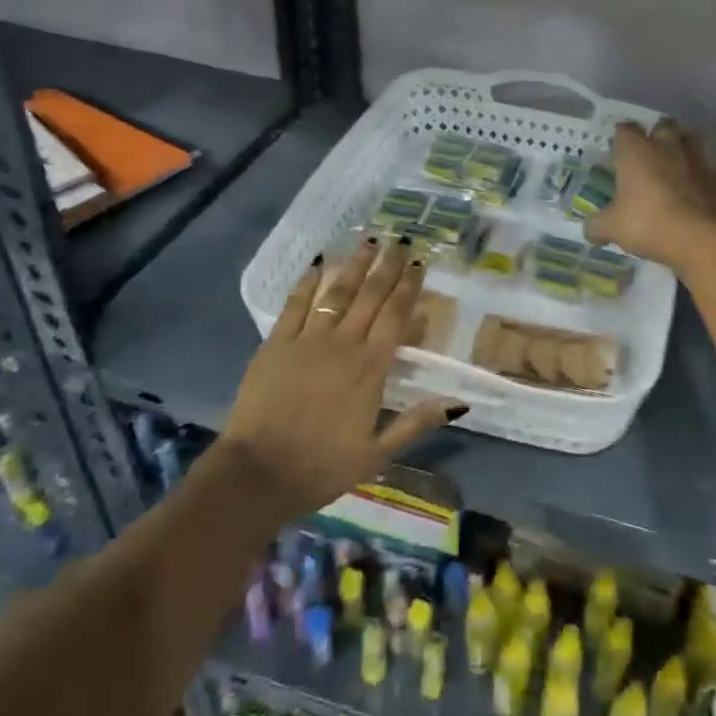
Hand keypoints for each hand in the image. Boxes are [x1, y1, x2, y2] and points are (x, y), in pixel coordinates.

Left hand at [219, 239, 459, 518]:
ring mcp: (306, 340)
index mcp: (370, 368)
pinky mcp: (275, 344)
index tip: (419, 263)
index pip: (395, 316)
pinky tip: (318, 264)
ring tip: (368, 241)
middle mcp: (342, 344)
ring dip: (354, 265)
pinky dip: (307, 282)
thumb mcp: (377, 454)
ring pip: (336, 292)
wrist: (257, 474)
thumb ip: (415, 423)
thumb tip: (458, 403)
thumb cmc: (321, 467)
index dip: (409, 288)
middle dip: (387, 267)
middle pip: (370, 296)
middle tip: (400, 241)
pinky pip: (295, 305)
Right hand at [584, 119, 715, 268]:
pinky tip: (697, 195)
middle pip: (664, 126)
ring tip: (676, 167)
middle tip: (650, 152)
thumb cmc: (647, 223)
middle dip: (658, 134)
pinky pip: (709, 173)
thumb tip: (589, 231)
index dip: (621, 137)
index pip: (626, 130)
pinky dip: (702, 180)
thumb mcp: (612, 228)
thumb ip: (597, 226)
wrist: (700, 239)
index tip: (618, 148)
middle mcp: (668, 148)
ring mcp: (697, 162)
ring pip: (692, 142)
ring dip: (684, 150)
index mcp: (637, 152)